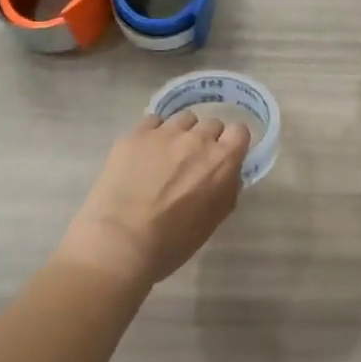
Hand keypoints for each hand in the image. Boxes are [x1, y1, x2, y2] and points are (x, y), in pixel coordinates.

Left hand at [58, 112, 251, 287]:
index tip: (224, 156)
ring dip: (181, 133)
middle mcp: (197, 139)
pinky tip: (144, 153)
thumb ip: (227, 189)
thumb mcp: (213, 220)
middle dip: (206, 140)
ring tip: (167, 154)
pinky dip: (154, 133)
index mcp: (222, 161)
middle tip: (193, 161)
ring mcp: (165, 133)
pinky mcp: (136, 134)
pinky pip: (153, 121)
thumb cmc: (173, 242)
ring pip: (183, 119)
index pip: (240, 131)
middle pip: (211, 124)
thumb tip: (228, 174)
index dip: (232, 144)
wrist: (120, 242)